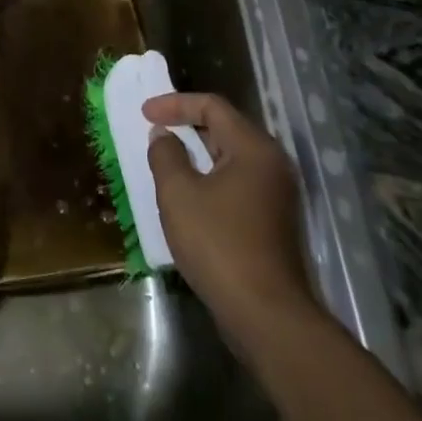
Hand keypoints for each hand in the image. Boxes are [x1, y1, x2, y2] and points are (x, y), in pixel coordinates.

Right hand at [144, 93, 321, 353]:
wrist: (267, 316)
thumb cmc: (219, 245)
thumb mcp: (179, 194)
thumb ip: (166, 155)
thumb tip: (164, 136)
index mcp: (253, 148)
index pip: (213, 106)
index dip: (175, 104)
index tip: (145, 113)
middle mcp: (271, 163)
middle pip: (225, 128)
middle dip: (187, 126)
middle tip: (155, 131)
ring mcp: (276, 194)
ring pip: (231, 157)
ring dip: (197, 154)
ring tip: (166, 160)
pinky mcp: (273, 221)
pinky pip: (237, 182)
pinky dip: (210, 178)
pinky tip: (188, 195)